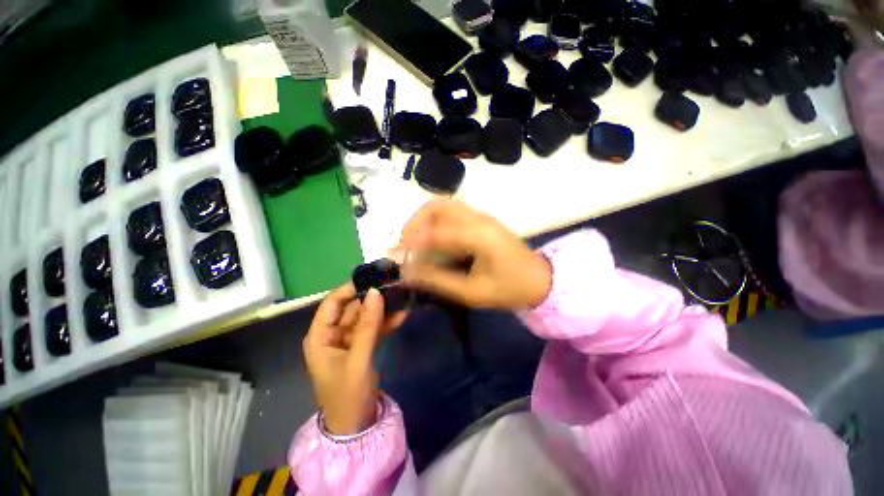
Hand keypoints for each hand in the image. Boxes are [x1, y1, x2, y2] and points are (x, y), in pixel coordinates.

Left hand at [303, 283, 405, 434]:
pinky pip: (374, 328)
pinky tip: (403, 315)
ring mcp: (349, 340)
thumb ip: (368, 325)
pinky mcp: (362, 346)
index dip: (350, 288)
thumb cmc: (348, 395)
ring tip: (401, 296)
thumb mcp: (358, 359)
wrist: (356, 427)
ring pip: (365, 317)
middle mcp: (333, 334)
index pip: (332, 303)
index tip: (373, 278)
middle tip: (393, 285)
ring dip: (382, 309)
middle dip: (372, 298)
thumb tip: (376, 292)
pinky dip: (386, 322)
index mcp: (321, 336)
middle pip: (352, 308)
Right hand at [399, 200, 551, 307]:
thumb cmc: (510, 289)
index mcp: (478, 235)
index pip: (435, 232)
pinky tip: (433, 241)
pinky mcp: (481, 220)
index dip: (411, 244)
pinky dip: (435, 222)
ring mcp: (480, 216)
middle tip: (405, 245)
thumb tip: (409, 273)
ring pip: (442, 205)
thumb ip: (438, 280)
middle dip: (414, 223)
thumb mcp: (472, 292)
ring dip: (423, 220)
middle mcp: (478, 218)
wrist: (540, 279)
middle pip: (437, 205)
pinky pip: (451, 213)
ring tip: (415, 243)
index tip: (396, 258)